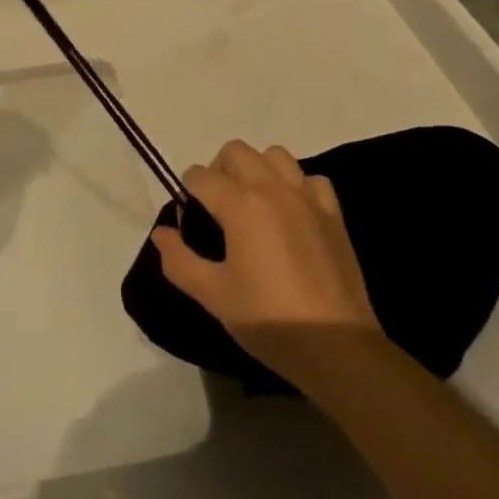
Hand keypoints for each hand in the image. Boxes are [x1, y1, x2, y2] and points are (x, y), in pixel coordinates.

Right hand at [150, 140, 382, 390]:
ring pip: (274, 155)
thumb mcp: (213, 296)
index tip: (190, 222)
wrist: (337, 347)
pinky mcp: (332, 212)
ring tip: (253, 204)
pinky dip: (296, 185)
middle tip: (217, 208)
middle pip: (236, 151)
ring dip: (257, 169)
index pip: (200, 176)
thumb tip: (161, 232)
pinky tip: (292, 213)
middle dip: (218, 170)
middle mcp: (272, 187)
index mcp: (240, 205)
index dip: (187, 193)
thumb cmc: (269, 321)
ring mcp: (306, 196)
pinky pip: (310, 178)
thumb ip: (179, 260)